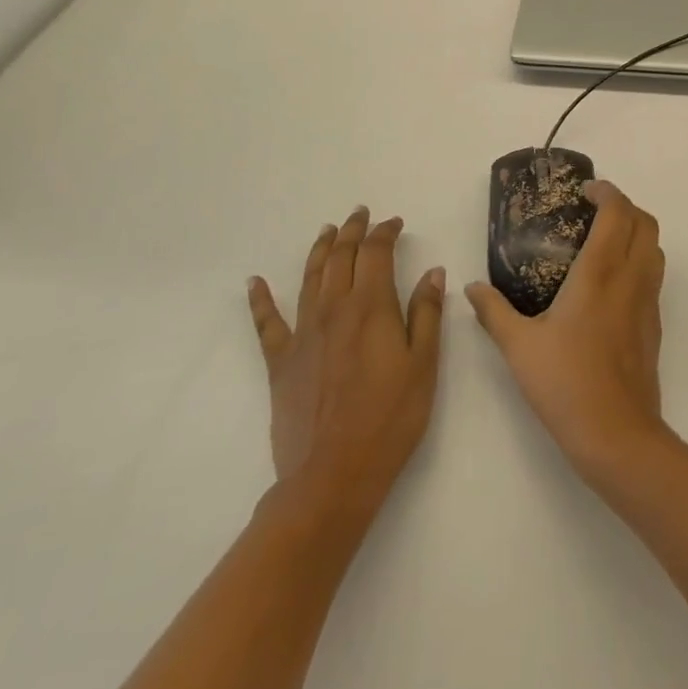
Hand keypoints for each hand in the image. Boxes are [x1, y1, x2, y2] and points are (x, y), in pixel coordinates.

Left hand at [248, 207, 444, 523]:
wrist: (332, 474)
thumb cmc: (390, 419)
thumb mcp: (423, 365)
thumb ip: (427, 314)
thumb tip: (433, 271)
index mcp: (371, 306)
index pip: (376, 253)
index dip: (385, 232)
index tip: (395, 223)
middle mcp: (334, 309)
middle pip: (341, 257)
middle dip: (352, 231)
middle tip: (360, 214)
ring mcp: (303, 333)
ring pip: (310, 278)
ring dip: (319, 250)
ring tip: (326, 231)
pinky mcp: (280, 361)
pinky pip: (267, 322)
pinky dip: (260, 299)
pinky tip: (254, 282)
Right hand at [466, 180, 667, 485]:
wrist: (616, 434)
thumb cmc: (565, 383)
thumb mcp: (518, 346)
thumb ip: (493, 312)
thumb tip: (472, 289)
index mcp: (600, 273)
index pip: (618, 212)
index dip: (607, 192)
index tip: (586, 191)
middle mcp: (631, 278)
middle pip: (646, 222)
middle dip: (625, 205)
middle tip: (594, 210)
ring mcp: (648, 302)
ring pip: (655, 248)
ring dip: (636, 231)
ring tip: (603, 240)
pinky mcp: (654, 324)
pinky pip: (654, 275)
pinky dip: (639, 260)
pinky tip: (610, 283)